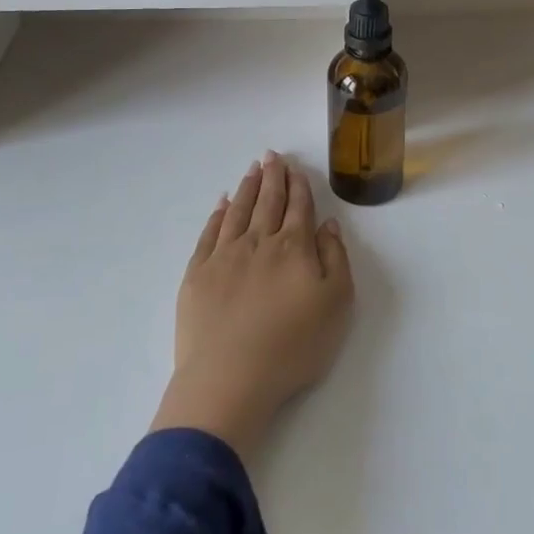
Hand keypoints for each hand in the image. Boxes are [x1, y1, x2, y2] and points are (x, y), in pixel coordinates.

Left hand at [151, 152, 354, 457]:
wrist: (230, 378)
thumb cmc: (293, 346)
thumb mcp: (336, 304)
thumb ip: (335, 259)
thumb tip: (327, 225)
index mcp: (294, 248)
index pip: (299, 208)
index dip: (299, 186)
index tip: (295, 167)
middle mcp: (259, 242)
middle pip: (268, 202)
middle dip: (273, 177)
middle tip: (272, 155)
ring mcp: (224, 256)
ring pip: (237, 211)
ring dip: (246, 188)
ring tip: (252, 169)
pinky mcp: (197, 275)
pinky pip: (209, 234)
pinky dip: (216, 215)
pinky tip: (221, 203)